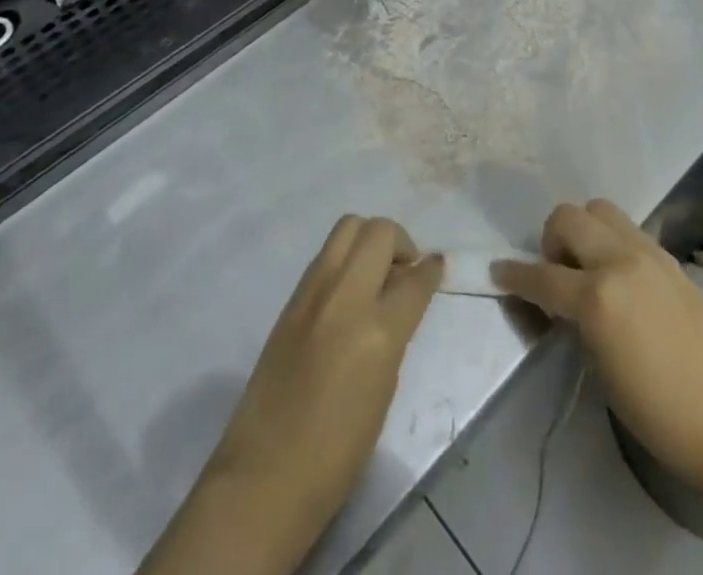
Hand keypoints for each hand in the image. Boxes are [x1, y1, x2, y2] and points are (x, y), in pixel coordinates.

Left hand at [140, 216, 442, 574]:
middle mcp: (345, 296)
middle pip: (378, 231)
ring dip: (368, 241)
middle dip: (399, 242)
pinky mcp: (290, 299)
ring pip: (347, 228)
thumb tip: (403, 297)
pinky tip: (348, 293)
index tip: (436, 266)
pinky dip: (344, 260)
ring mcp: (313, 292)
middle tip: (403, 271)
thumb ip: (396, 331)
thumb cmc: (338, 451)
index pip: (414, 279)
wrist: (266, 475)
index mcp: (377, 329)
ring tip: (375, 275)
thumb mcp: (384, 387)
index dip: (431, 270)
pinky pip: (325, 257)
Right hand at [494, 202, 702, 574]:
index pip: (541, 275)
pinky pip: (628, 229)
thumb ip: (575, 321)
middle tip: (557, 274)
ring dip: (583, 230)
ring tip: (588, 266)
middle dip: (551, 240)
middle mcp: (619, 261)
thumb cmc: (659, 412)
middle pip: (568, 217)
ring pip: (599, 209)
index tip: (498, 272)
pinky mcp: (669, 257)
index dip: (514, 275)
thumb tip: (558, 301)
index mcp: (597, 297)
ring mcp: (648, 253)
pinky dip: (612, 241)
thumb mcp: (600, 367)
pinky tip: (619, 275)